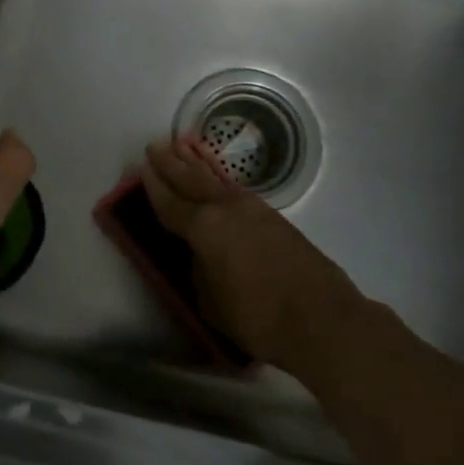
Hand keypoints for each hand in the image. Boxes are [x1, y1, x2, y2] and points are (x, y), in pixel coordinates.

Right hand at [141, 136, 362, 371]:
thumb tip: (199, 255)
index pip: (170, 202)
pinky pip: (235, 188)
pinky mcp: (273, 218)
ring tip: (182, 145)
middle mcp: (226, 209)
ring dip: (197, 162)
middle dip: (171, 163)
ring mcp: (253, 210)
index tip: (141, 168)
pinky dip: (220, 177)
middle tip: (155, 146)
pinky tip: (218, 177)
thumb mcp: (210, 302)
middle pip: (192, 180)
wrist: (322, 319)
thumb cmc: (258, 318)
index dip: (153, 186)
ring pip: (217, 179)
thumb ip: (198, 271)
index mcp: (204, 228)